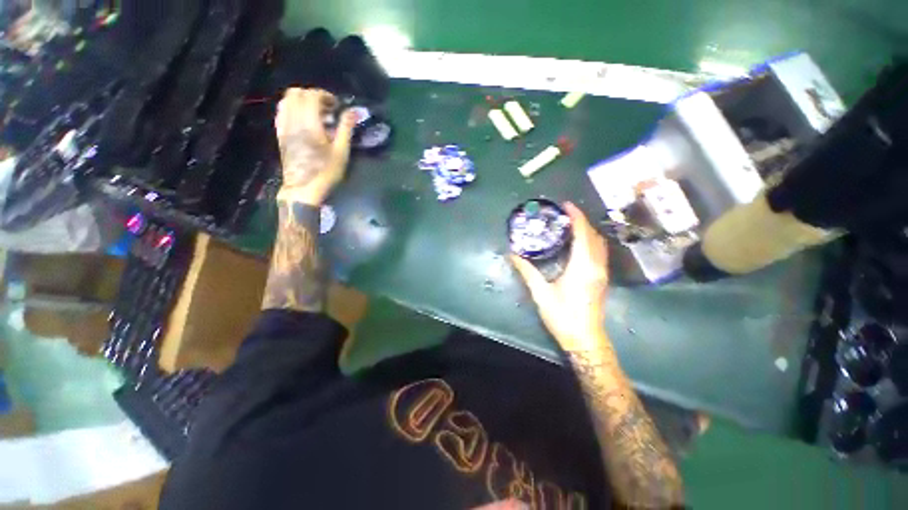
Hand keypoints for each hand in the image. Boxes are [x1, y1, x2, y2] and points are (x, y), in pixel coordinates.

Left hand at [274, 88, 356, 205]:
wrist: (303, 188)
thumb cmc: (325, 171)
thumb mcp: (341, 152)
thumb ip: (346, 129)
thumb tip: (354, 111)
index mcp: (309, 123)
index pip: (312, 96)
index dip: (325, 96)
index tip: (336, 106)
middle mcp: (293, 120)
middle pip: (296, 93)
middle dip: (312, 95)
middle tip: (326, 108)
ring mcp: (283, 126)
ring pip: (286, 100)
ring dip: (301, 100)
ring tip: (314, 113)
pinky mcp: (280, 134)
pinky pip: (281, 112)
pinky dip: (291, 108)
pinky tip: (302, 120)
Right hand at [512, 202, 609, 350]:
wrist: (585, 339)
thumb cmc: (563, 316)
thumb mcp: (541, 293)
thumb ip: (527, 271)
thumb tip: (513, 254)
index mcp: (582, 267)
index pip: (582, 234)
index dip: (576, 217)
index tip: (565, 205)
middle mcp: (596, 266)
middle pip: (593, 236)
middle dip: (581, 220)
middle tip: (564, 213)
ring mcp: (602, 272)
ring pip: (599, 243)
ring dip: (587, 230)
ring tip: (570, 224)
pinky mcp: (602, 278)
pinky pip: (599, 252)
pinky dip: (590, 240)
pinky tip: (577, 243)